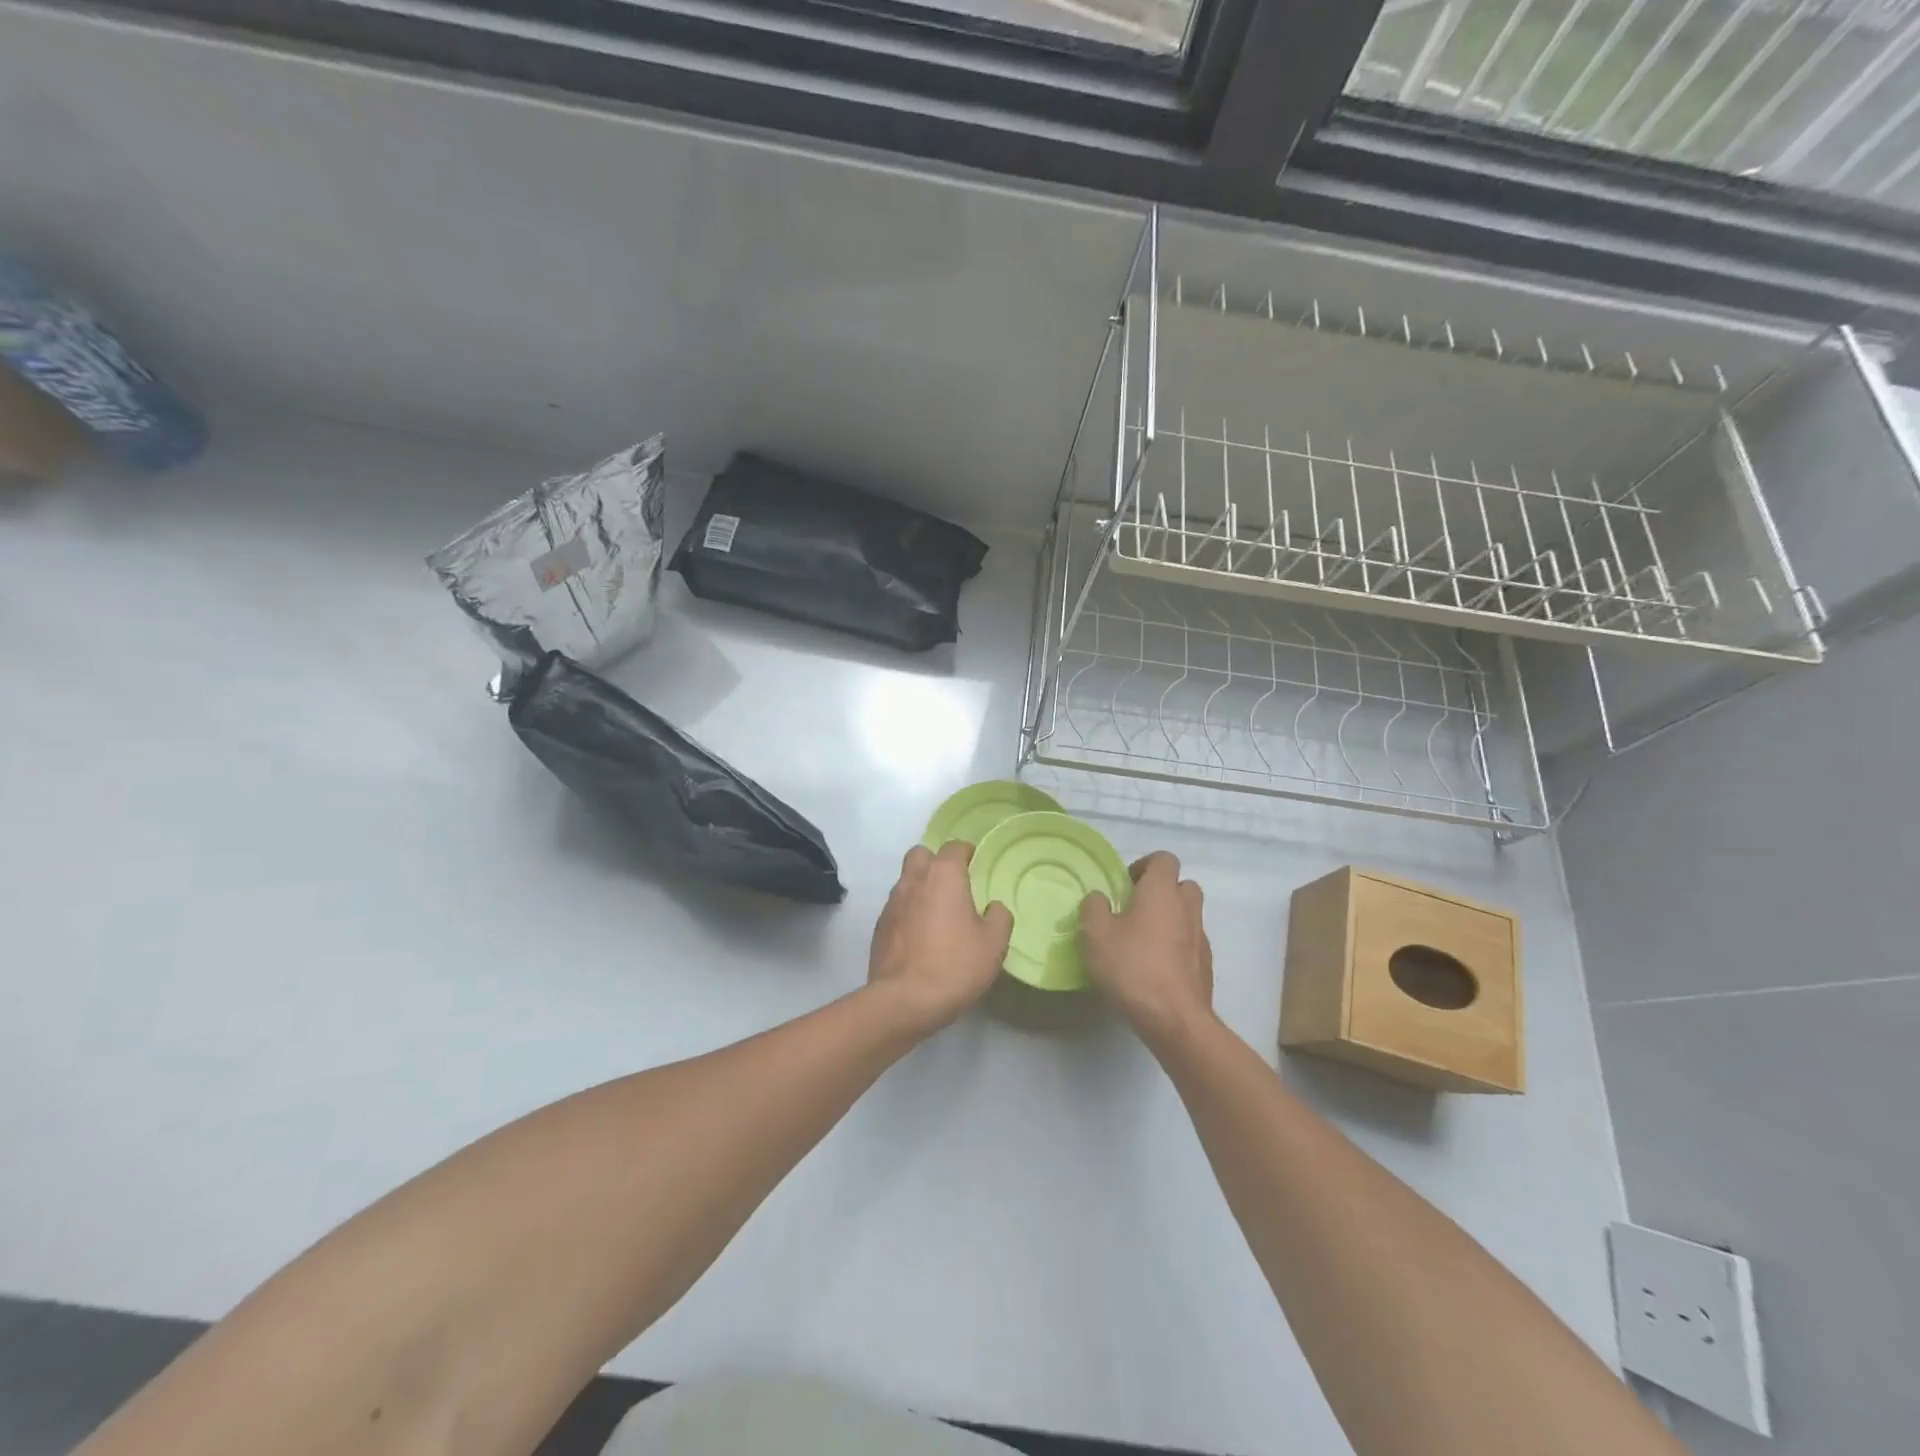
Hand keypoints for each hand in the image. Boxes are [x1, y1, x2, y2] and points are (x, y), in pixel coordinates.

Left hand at [868, 843, 1013, 1033]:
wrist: (903, 1000)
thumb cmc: (954, 965)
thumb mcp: (993, 944)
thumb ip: (998, 917)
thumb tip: (994, 907)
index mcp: (943, 876)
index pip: (953, 847)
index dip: (965, 851)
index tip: (974, 860)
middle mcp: (914, 880)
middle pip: (921, 854)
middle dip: (936, 861)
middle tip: (953, 882)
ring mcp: (892, 903)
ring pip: (906, 880)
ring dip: (921, 887)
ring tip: (938, 912)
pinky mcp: (879, 926)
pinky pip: (897, 907)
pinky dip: (909, 911)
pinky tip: (921, 935)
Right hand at [1081, 851, 1213, 1045]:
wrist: (1175, 1020)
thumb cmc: (1133, 968)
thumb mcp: (1095, 934)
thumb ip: (1094, 908)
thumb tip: (1100, 899)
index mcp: (1162, 892)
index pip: (1164, 859)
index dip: (1144, 866)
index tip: (1125, 886)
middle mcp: (1187, 908)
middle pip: (1182, 885)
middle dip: (1162, 891)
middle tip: (1135, 910)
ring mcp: (1202, 938)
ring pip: (1188, 915)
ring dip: (1170, 920)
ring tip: (1143, 942)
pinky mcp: (1206, 966)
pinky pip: (1191, 943)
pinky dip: (1177, 947)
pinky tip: (1156, 968)